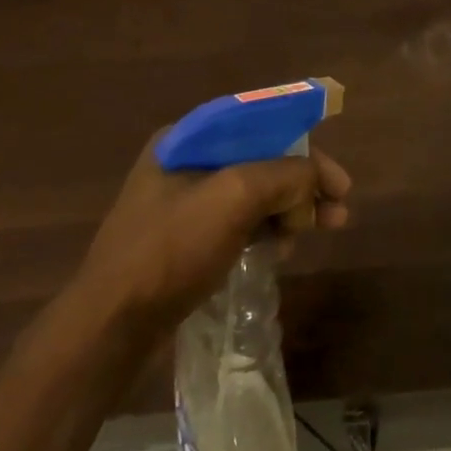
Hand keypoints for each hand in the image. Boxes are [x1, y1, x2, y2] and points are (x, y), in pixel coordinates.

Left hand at [74, 130, 350, 325]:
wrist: (111, 326)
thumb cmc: (171, 250)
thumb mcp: (234, 198)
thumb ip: (285, 176)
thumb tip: (314, 183)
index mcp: (188, 138)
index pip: (263, 125)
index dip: (306, 145)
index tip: (338, 180)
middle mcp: (186, 162)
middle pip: (263, 160)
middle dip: (304, 184)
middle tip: (339, 212)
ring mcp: (184, 203)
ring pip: (255, 194)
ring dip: (291, 209)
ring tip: (319, 233)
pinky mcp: (187, 240)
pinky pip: (240, 222)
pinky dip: (268, 230)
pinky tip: (283, 250)